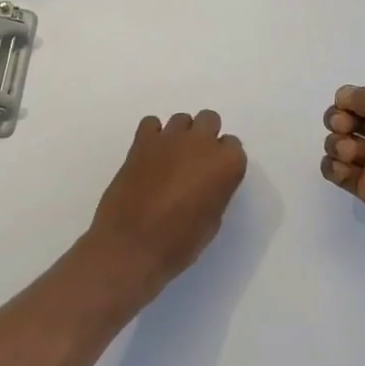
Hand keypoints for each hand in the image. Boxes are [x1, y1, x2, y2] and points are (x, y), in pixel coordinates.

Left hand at [86, 110, 247, 295]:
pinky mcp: (141, 141)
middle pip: (209, 120)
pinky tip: (149, 156)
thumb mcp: (212, 221)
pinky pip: (151, 123)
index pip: (233, 146)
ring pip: (182, 119)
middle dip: (205, 136)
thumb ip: (215, 190)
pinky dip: (153, 135)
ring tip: (170, 159)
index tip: (213, 175)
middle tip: (194, 161)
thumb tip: (206, 182)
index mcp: (226, 164)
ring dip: (180, 134)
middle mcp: (202, 143)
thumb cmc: (179, 243)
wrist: (131, 246)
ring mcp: (170, 139)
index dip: (222, 160)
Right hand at [321, 84, 364, 286]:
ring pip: (345, 144)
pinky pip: (343, 172)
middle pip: (356, 118)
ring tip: (347, 157)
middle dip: (341, 121)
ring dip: (337, 145)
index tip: (343, 110)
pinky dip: (334, 168)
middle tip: (342, 131)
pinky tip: (340, 172)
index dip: (354, 100)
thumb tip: (345, 92)